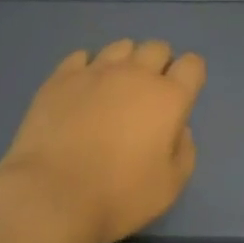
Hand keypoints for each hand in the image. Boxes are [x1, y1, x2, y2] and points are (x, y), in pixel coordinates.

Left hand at [0, 39, 206, 242]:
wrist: (51, 195)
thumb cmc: (118, 196)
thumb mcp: (170, 186)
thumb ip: (184, 151)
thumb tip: (178, 129)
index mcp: (168, 97)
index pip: (192, 65)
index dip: (190, 76)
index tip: (181, 97)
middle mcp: (135, 74)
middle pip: (157, 48)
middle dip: (159, 64)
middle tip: (148, 95)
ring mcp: (95, 71)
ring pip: (120, 46)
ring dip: (125, 62)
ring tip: (114, 88)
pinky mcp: (61, 77)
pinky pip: (81, 56)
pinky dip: (88, 68)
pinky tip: (82, 89)